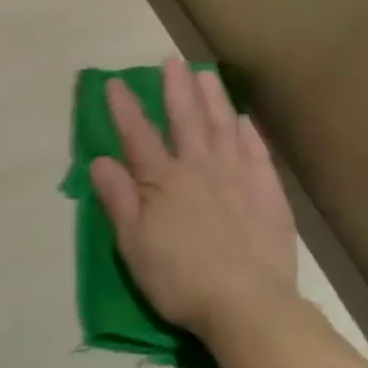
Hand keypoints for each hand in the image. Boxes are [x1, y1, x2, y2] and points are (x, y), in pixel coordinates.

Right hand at [89, 56, 301, 339]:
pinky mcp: (268, 194)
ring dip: (213, 99)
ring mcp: (238, 178)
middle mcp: (200, 169)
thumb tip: (99, 160)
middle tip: (171, 61)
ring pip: (223, 128)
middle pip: (185, 120)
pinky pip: (256, 153)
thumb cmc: (180, 279)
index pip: (137, 136)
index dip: (124, 108)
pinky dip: (248, 133)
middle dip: (175, 89)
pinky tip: (243, 120)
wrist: (248, 306)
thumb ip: (117, 199)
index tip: (115, 82)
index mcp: (163, 181)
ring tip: (206, 74)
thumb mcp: (133, 244)